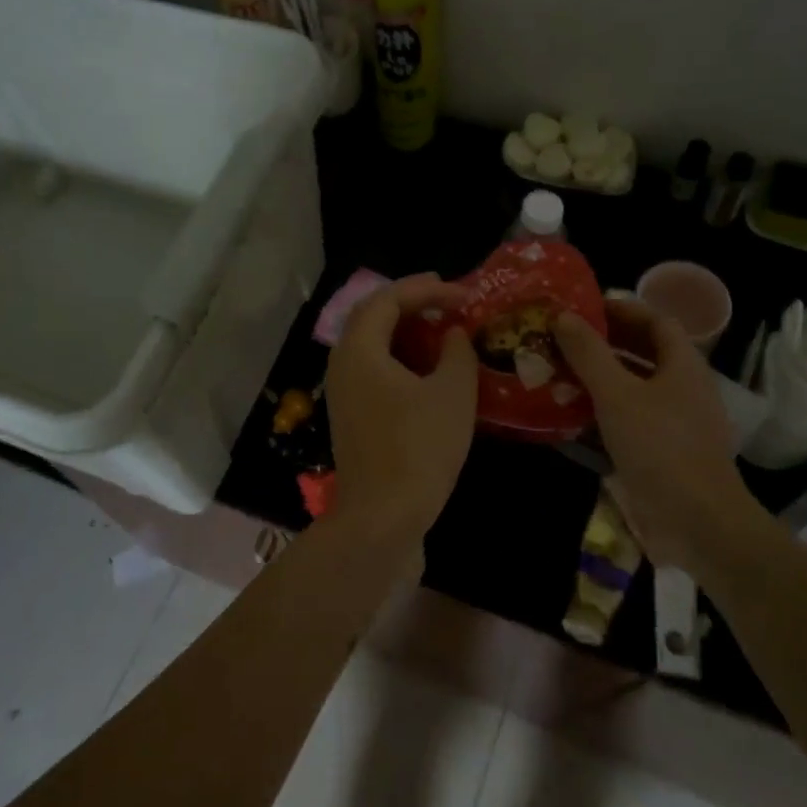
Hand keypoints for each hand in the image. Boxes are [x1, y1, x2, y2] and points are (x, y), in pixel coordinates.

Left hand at [327, 274, 477, 525]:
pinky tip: (428, 367)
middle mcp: (343, 363)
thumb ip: (457, 351)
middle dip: (411, 301)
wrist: (383, 516)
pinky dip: (400, 356)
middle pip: (372, 315)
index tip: (464, 294)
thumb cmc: (419, 448)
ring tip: (442, 327)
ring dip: (405, 329)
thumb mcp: (452, 393)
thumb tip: (452, 332)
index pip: (388, 298)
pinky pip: (373, 367)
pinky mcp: (351, 413)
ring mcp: (343, 391)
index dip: (427, 289)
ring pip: (371, 343)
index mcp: (360, 350)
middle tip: (448, 298)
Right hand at [554, 298, 759, 565]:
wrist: (697, 522)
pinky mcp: (663, 452)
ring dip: (600, 378)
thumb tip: (564, 316)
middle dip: (605, 343)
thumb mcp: (617, 394)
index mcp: (683, 365)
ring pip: (635, 388)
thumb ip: (589, 353)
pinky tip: (572, 417)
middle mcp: (684, 388)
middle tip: (564, 339)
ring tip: (560, 372)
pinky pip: (631, 419)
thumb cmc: (660, 447)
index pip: (656, 321)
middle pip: (645, 353)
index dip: (622, 309)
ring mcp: (676, 423)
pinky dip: (603, 411)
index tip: (584, 307)